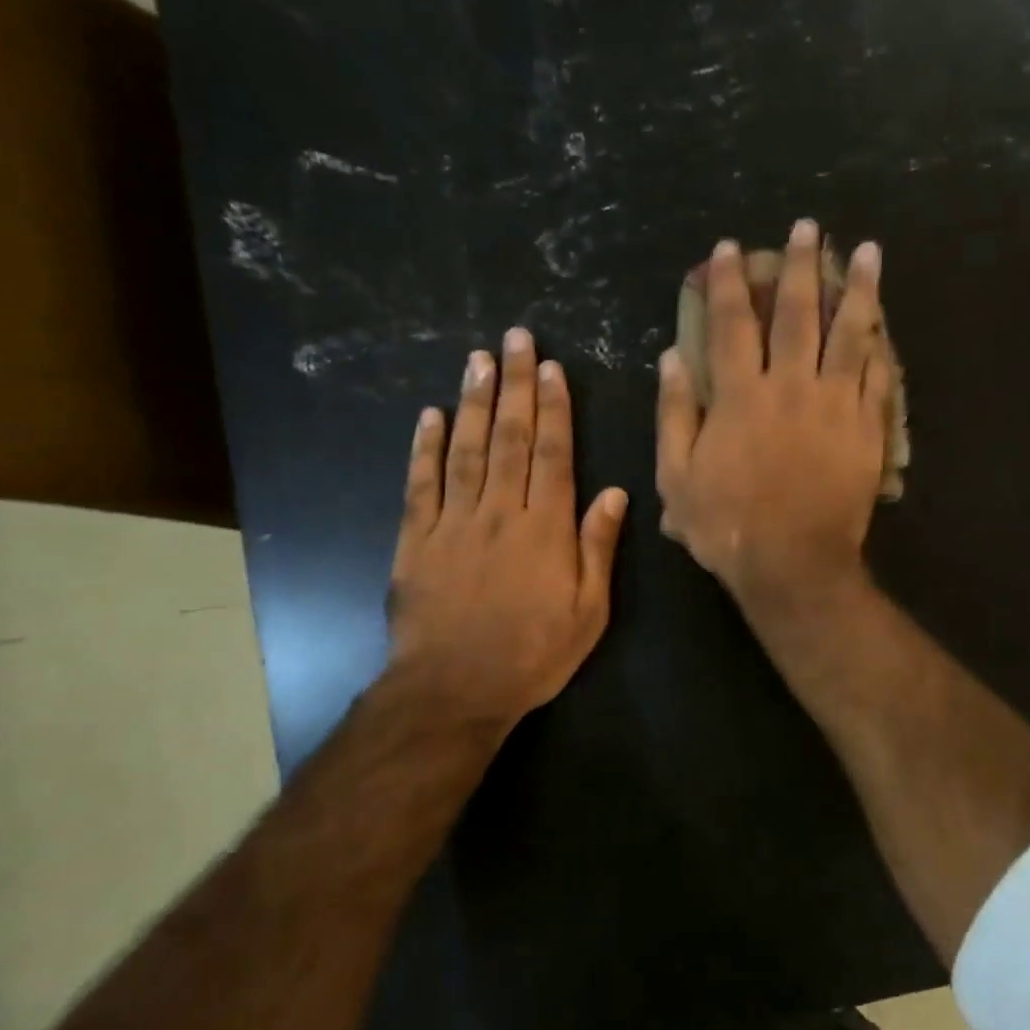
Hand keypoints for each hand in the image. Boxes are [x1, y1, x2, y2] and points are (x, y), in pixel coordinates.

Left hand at [384, 330, 626, 741]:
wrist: (454, 691)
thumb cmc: (532, 655)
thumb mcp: (588, 612)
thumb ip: (598, 548)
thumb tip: (614, 492)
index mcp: (545, 529)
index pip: (551, 454)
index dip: (552, 407)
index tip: (550, 367)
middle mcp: (500, 513)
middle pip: (508, 438)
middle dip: (513, 385)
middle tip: (513, 338)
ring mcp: (453, 523)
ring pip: (465, 450)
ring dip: (472, 401)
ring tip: (477, 359)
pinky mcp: (415, 540)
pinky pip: (420, 484)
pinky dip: (424, 447)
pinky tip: (429, 415)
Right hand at [657, 219, 891, 611]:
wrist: (794, 564)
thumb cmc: (727, 525)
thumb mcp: (677, 476)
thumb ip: (674, 413)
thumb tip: (672, 357)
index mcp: (740, 396)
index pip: (731, 324)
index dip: (729, 282)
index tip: (730, 248)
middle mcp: (790, 387)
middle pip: (797, 314)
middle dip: (800, 266)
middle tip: (808, 228)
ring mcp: (835, 404)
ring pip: (849, 334)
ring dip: (857, 289)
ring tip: (868, 251)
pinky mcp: (866, 428)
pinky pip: (876, 375)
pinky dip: (879, 343)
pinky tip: (883, 318)